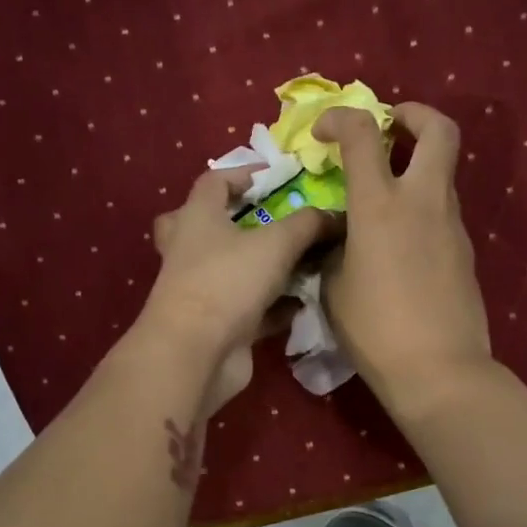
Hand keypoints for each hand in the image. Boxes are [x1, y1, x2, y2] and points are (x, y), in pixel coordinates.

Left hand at [140, 165, 333, 413]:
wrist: (196, 353)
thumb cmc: (228, 282)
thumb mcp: (276, 243)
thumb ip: (308, 224)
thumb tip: (335, 215)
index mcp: (197, 218)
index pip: (213, 182)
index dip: (242, 173)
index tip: (275, 176)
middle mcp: (191, 251)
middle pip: (204, 226)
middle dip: (235, 221)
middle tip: (267, 221)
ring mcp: (201, 290)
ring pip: (231, 270)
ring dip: (263, 267)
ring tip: (304, 262)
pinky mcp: (216, 324)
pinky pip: (250, 308)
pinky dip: (275, 305)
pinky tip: (304, 303)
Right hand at [314, 103, 491, 417]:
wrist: (438, 370)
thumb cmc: (374, 330)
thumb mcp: (332, 287)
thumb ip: (332, 250)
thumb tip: (337, 238)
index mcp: (380, 205)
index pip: (364, 133)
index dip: (340, 118)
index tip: (323, 132)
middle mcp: (422, 202)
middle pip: (439, 130)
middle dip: (414, 115)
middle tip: (390, 127)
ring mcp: (451, 225)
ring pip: (443, 173)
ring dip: (417, 166)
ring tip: (384, 197)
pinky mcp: (465, 251)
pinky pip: (442, 212)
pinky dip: (421, 208)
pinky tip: (399, 244)